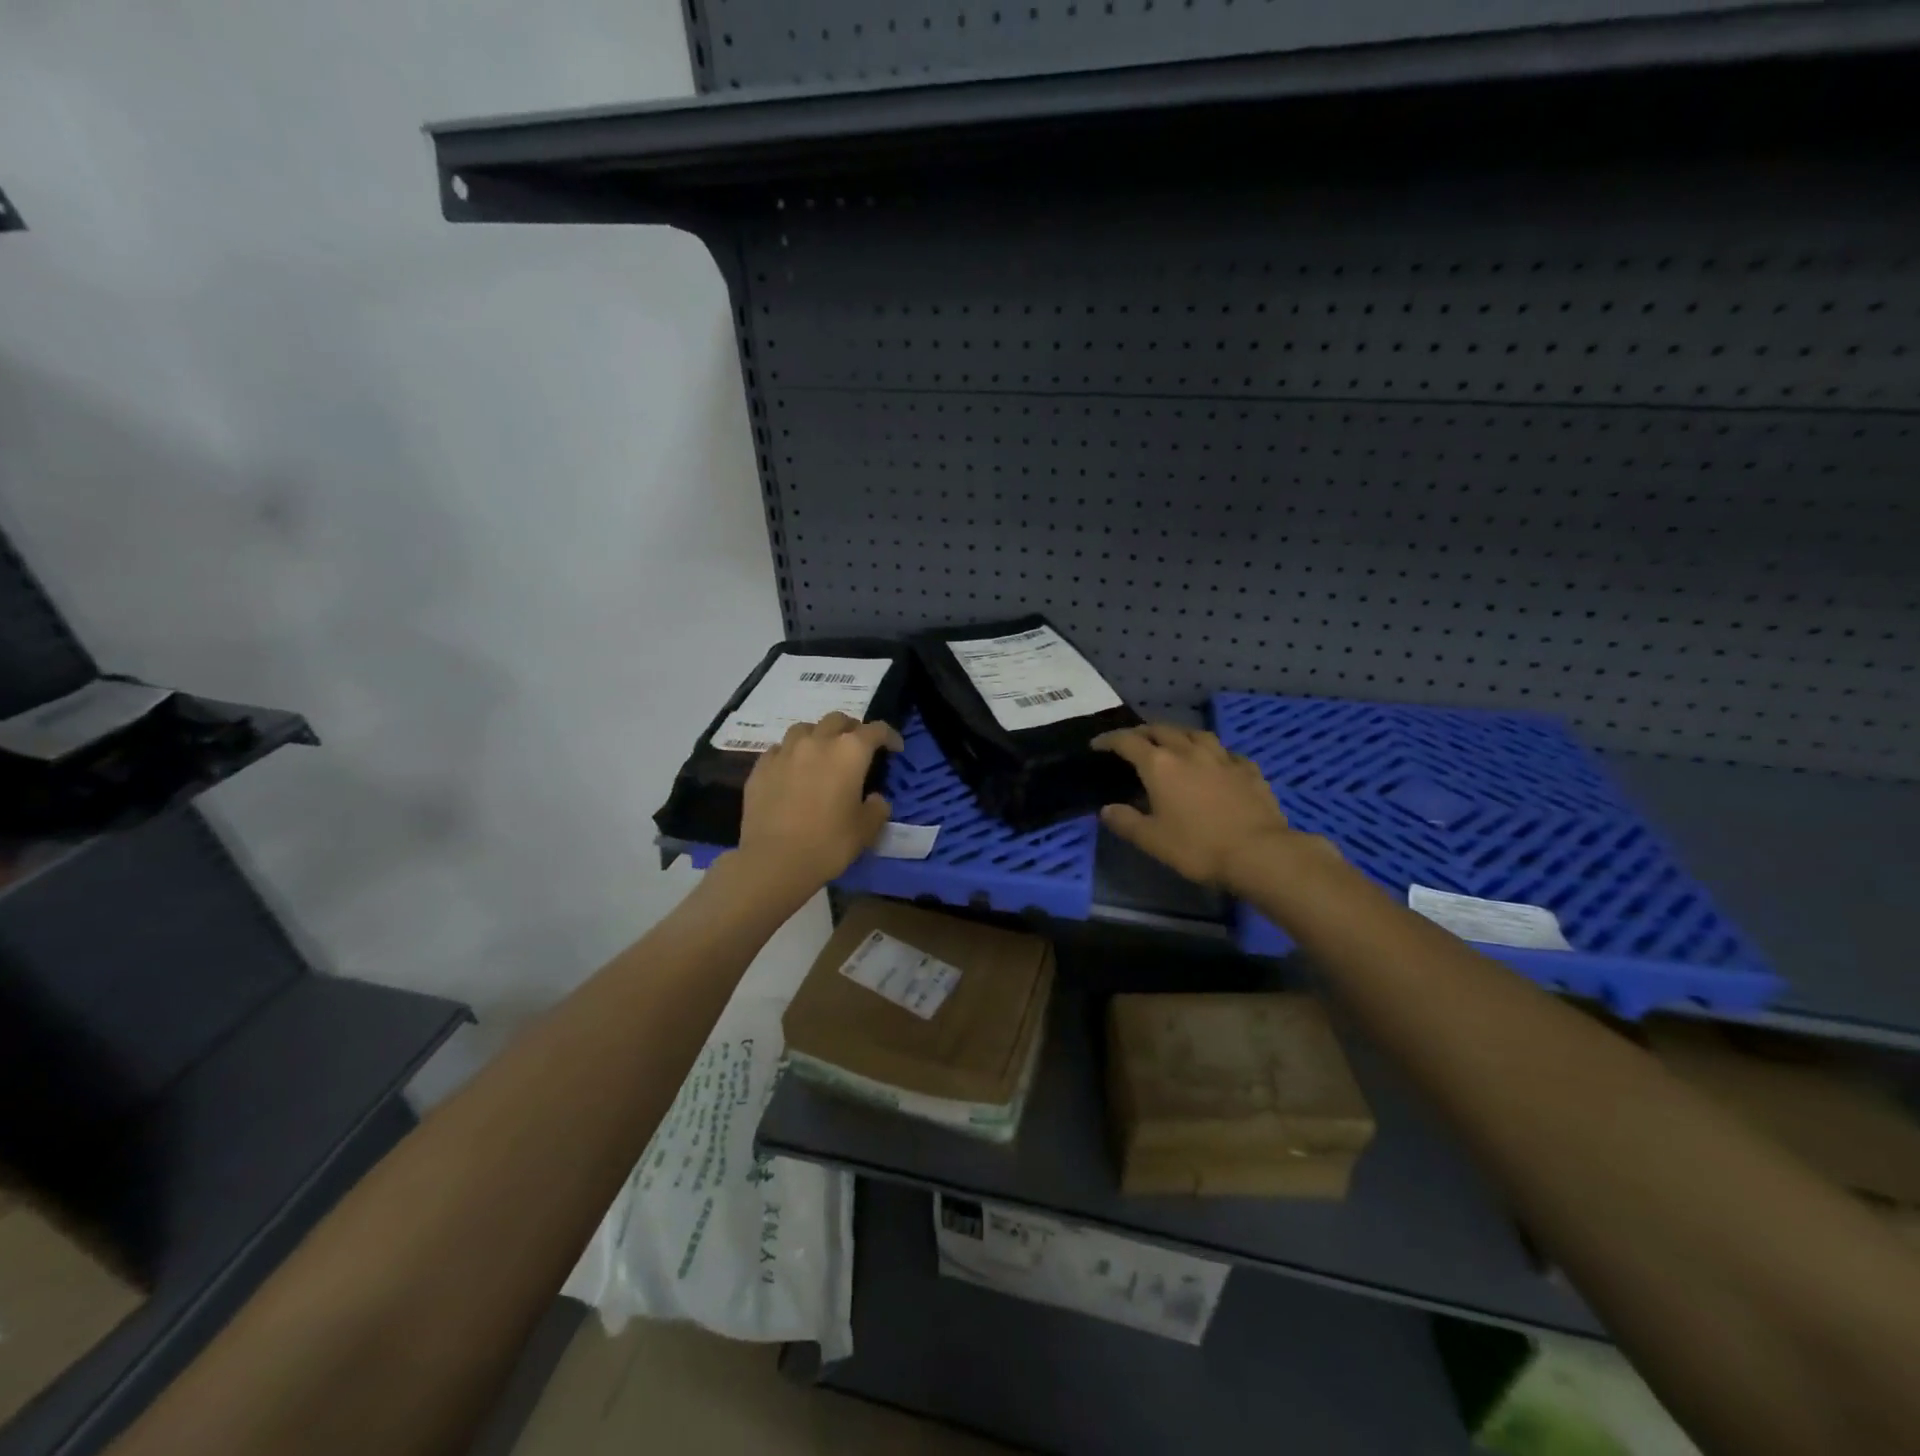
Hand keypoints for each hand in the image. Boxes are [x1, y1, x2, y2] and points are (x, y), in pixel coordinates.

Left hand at [736, 712, 903, 888]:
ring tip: (821, 753)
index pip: (875, 730)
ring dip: (818, 735)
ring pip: (805, 728)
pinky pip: (779, 749)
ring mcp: (785, 752)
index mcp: (849, 752)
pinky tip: (792, 770)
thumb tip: (874, 798)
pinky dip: (791, 754)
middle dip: (852, 728)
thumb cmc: (828, 843)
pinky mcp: (761, 767)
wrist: (774, 861)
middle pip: (837, 720)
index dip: (889, 736)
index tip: (895, 748)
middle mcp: (817, 742)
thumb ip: (877, 808)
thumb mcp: (866, 829)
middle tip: (857, 747)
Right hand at [1093, 724, 1307, 890]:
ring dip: (1178, 734)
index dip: (1109, 740)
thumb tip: (1107, 809)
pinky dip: (1211, 752)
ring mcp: (1222, 757)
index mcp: (1160, 765)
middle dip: (1142, 732)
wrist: (1259, 853)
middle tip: (1132, 742)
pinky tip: (1214, 762)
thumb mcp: (1152, 840)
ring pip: (1195, 733)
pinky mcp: (1248, 769)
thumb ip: (1126, 822)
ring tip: (1172, 743)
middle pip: (1161, 730)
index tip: (1097, 744)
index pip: (1128, 742)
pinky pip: (1225, 752)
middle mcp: (1189, 752)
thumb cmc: (1198, 847)